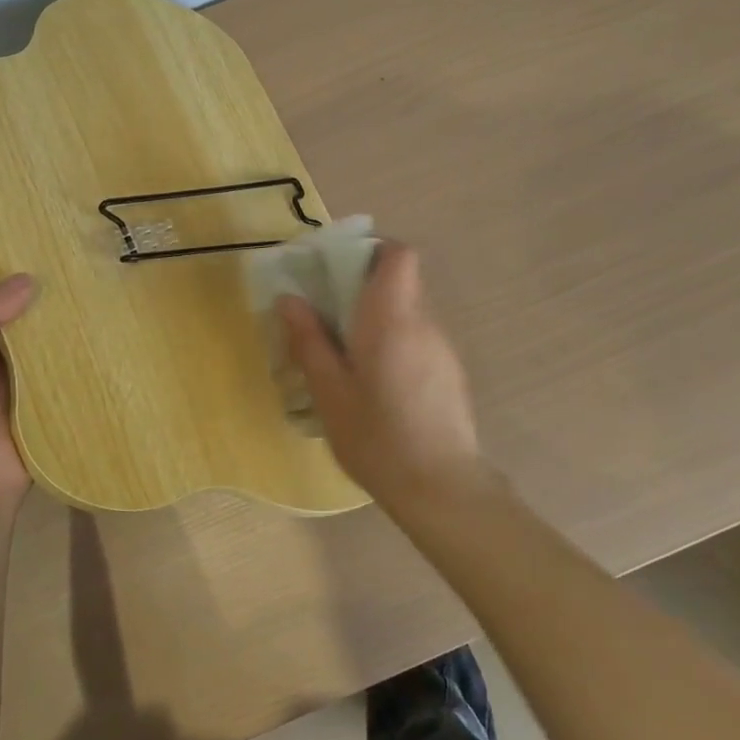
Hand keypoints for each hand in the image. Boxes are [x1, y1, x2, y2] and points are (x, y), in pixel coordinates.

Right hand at [276, 243, 490, 506]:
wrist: (441, 489)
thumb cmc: (377, 438)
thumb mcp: (329, 392)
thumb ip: (309, 341)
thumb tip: (290, 298)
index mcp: (392, 319)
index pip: (399, 255)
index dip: (371, 250)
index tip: (338, 268)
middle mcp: (424, 323)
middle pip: (400, 282)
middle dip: (363, 287)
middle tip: (327, 315)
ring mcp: (442, 348)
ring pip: (408, 312)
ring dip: (378, 318)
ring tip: (346, 354)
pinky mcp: (450, 372)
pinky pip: (418, 338)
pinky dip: (394, 341)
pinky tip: (375, 382)